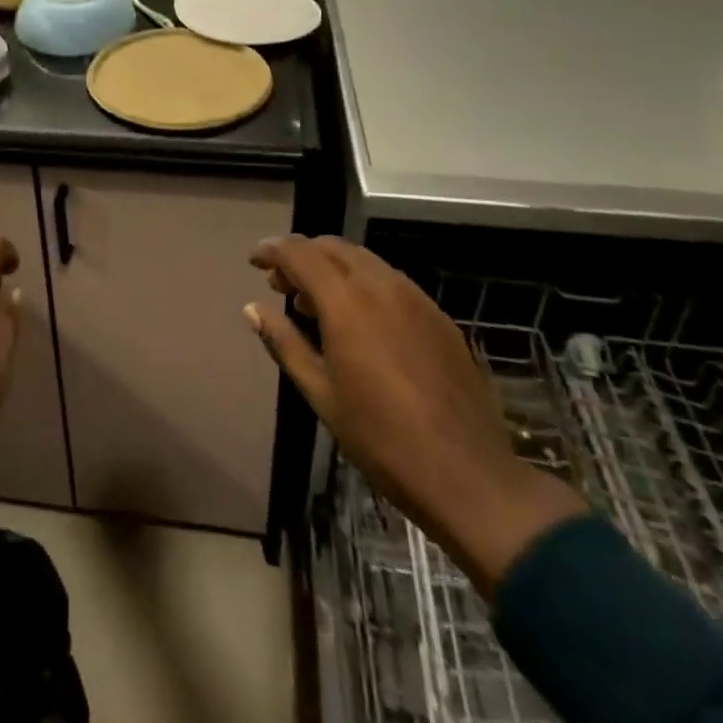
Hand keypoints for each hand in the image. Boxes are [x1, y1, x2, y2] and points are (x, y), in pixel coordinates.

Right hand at [246, 235, 584, 596]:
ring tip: (315, 304)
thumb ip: (284, 342)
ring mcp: (416, 298)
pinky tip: (359, 321)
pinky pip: (391, 281)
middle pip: (332, 247)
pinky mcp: (439, 316)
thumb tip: (252, 309)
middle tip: (281, 285)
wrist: (469, 476)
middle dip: (301, 256)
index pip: (300, 252)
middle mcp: (381, 286)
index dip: (272, 250)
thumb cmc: (381, 439)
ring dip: (332, 268)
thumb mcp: (321, 394)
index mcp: (347, 302)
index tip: (254, 262)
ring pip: (363, 261)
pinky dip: (363, 284)